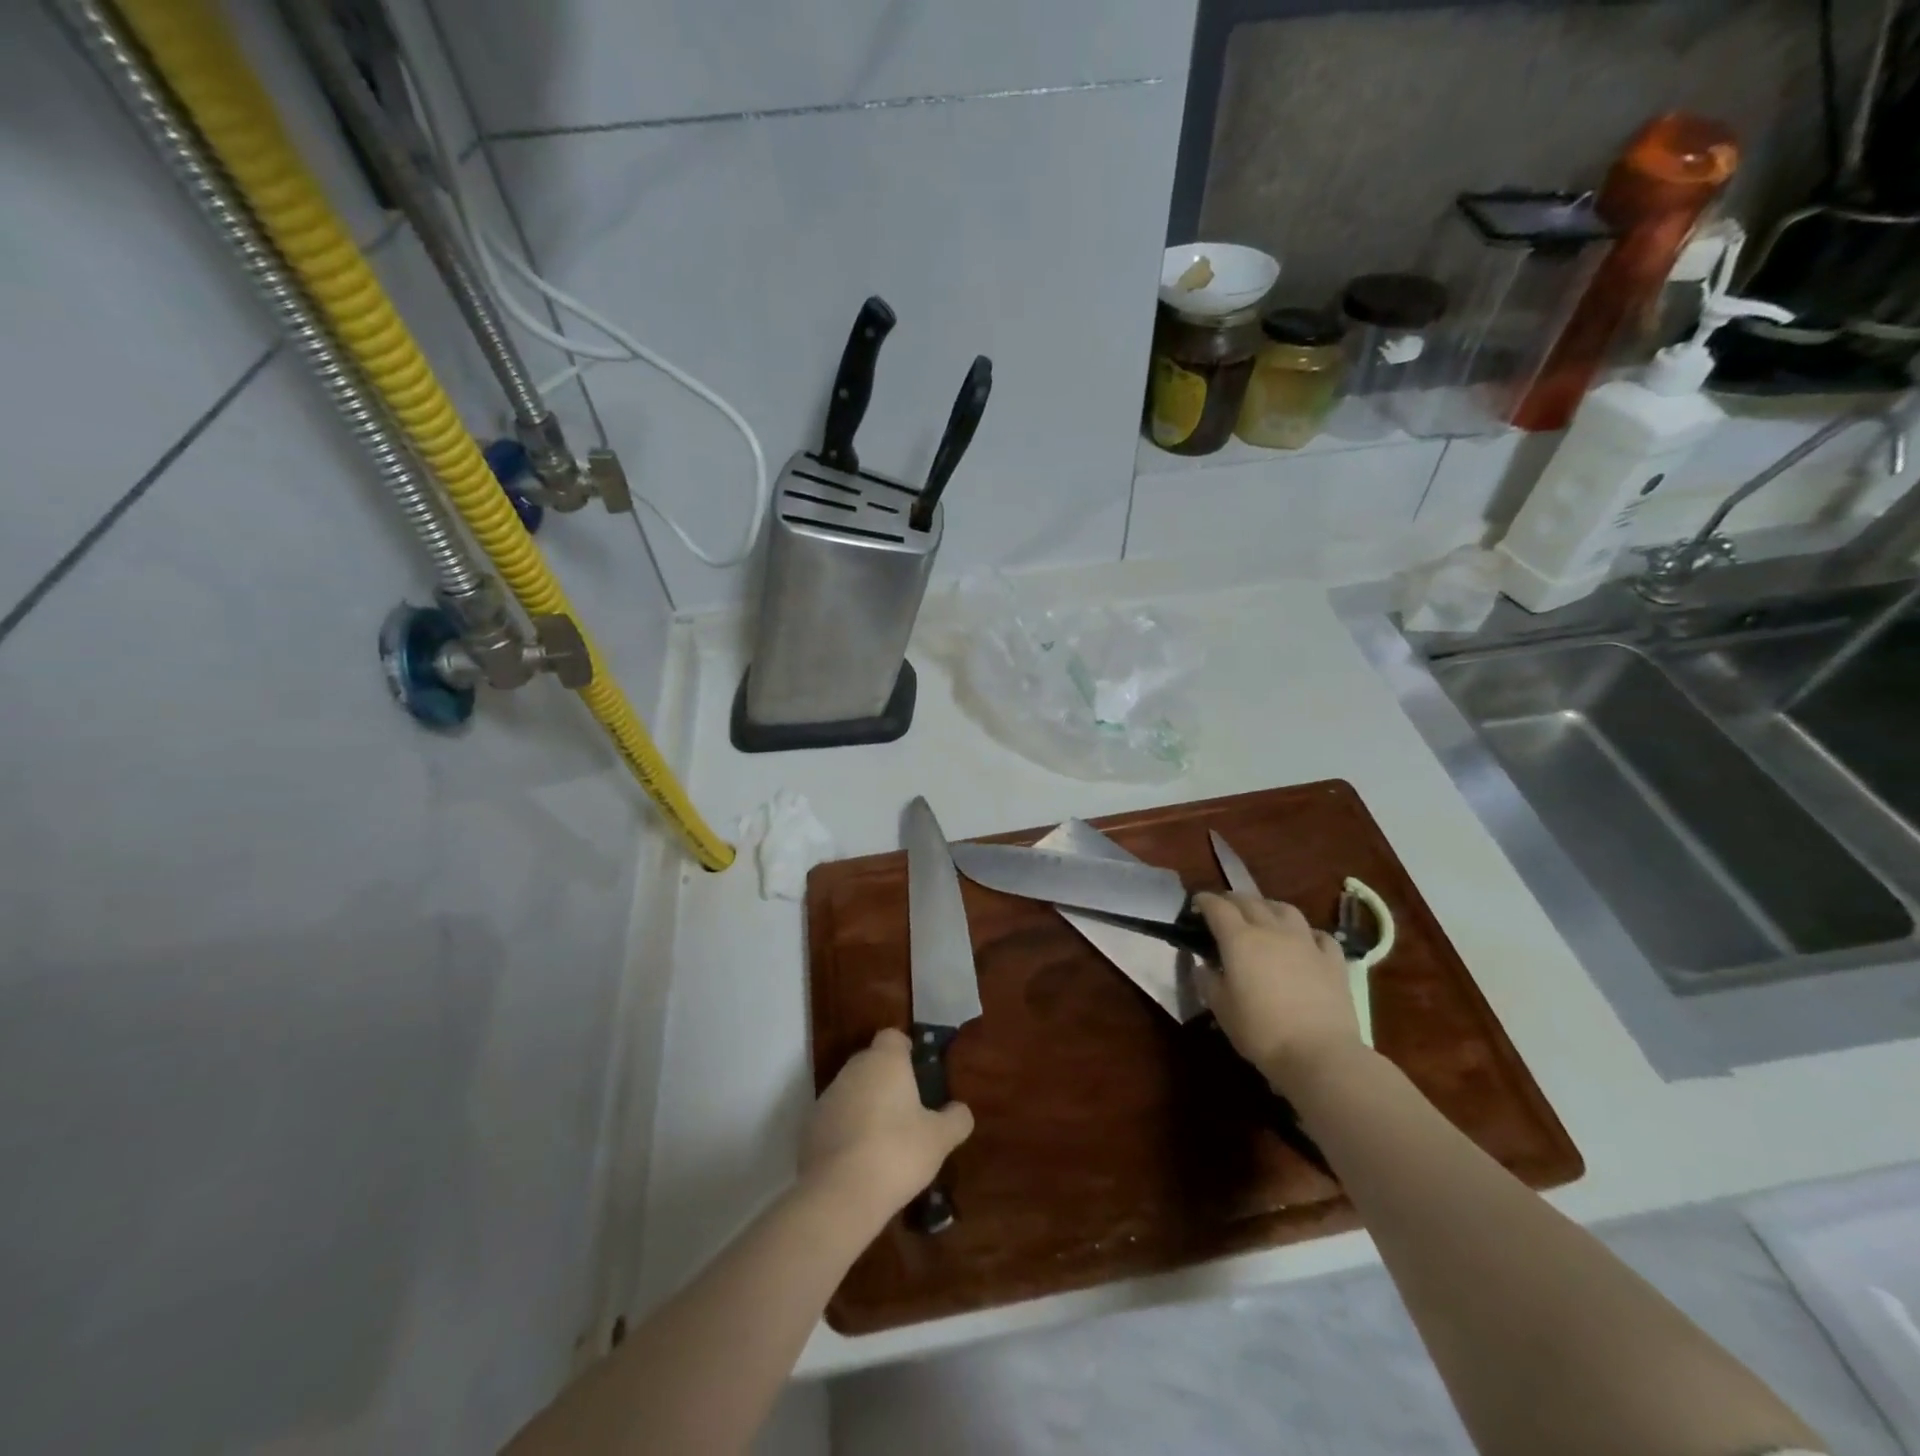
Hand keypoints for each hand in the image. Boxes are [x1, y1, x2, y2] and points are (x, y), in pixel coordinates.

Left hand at [801, 1028, 974, 1222]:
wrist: (839, 1194)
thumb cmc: (897, 1153)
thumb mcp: (939, 1139)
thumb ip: (955, 1119)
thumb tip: (961, 1110)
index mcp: (885, 1061)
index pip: (892, 1037)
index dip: (905, 1050)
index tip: (917, 1071)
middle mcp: (853, 1070)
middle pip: (871, 1062)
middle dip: (886, 1079)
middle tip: (906, 1109)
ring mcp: (827, 1097)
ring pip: (851, 1090)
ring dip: (865, 1105)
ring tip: (883, 1139)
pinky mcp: (809, 1127)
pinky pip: (835, 1119)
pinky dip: (846, 1130)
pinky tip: (859, 1159)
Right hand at [1194, 892, 1364, 1093]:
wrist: (1319, 1054)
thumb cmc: (1261, 1031)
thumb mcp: (1221, 1008)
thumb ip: (1208, 981)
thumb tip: (1203, 965)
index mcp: (1239, 939)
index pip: (1218, 907)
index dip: (1205, 901)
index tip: (1196, 903)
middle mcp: (1272, 931)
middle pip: (1250, 902)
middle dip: (1233, 900)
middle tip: (1224, 909)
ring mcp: (1306, 942)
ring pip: (1285, 910)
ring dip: (1269, 907)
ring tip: (1263, 915)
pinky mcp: (1333, 960)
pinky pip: (1319, 935)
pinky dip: (1307, 933)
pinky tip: (1304, 941)